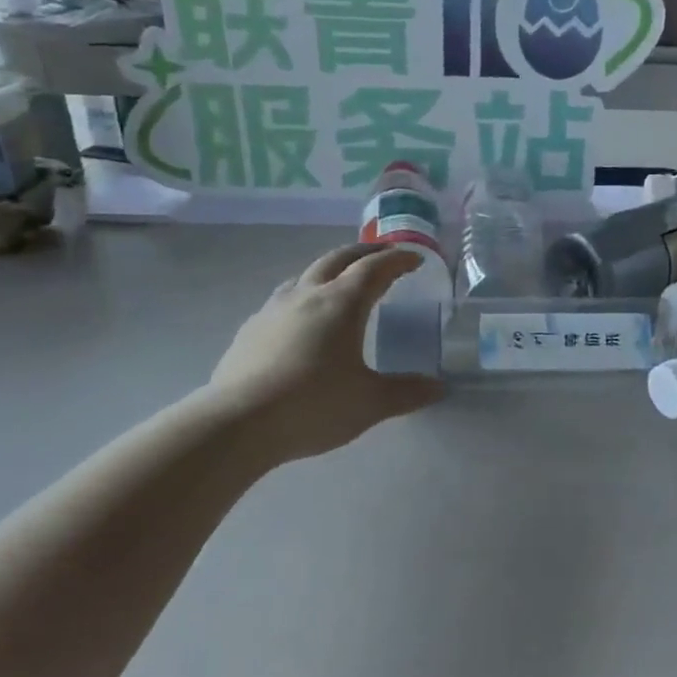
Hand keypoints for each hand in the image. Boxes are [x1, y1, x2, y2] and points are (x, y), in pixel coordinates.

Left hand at [204, 243, 445, 462]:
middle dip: (364, 253)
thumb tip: (438, 387)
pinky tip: (301, 321)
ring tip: (341, 283)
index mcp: (342, 304)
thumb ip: (407, 392)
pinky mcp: (250, 330)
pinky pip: (283, 300)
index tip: (414, 259)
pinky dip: (303, 297)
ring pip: (305, 275)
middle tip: (382, 257)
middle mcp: (307, 295)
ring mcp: (273, 310)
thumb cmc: (313, 406)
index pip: (375, 268)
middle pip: (338, 259)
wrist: (237, 423)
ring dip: (329, 270)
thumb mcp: (370, 403)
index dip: (397, 260)